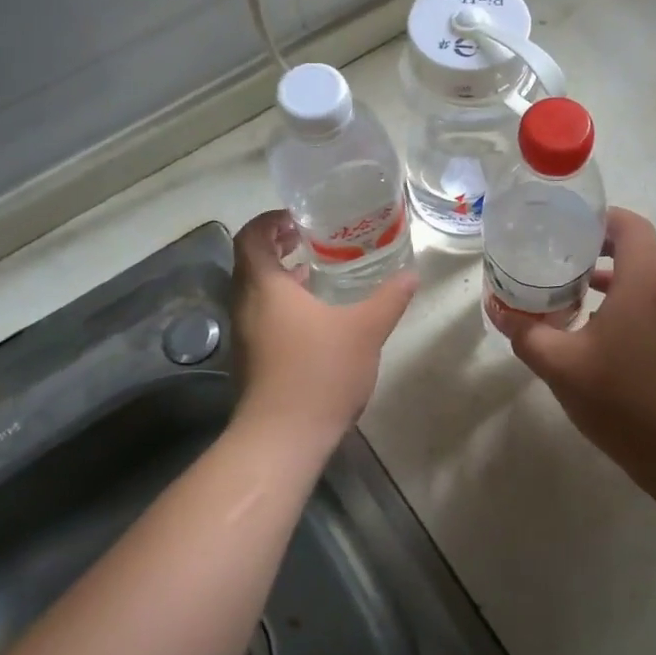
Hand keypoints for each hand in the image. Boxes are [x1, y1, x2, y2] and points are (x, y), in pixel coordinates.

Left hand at [231, 210, 417, 442]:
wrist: (282, 438)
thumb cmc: (320, 372)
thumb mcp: (365, 330)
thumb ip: (389, 299)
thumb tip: (411, 275)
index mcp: (264, 287)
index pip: (251, 236)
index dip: (270, 220)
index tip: (298, 216)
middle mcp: (245, 305)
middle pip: (250, 261)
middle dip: (277, 244)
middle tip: (311, 237)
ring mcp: (243, 335)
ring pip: (254, 291)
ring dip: (279, 275)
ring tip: (315, 270)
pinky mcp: (249, 359)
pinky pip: (259, 315)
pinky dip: (280, 302)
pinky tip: (313, 316)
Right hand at [486, 208, 655, 471]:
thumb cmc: (622, 396)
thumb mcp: (560, 363)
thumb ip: (525, 333)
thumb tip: (495, 308)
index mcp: (641, 283)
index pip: (631, 226)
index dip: (601, 216)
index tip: (566, 221)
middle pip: (632, 249)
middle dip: (593, 244)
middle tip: (553, 249)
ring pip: (635, 280)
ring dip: (601, 276)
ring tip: (559, 284)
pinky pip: (637, 307)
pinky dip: (610, 303)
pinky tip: (579, 328)